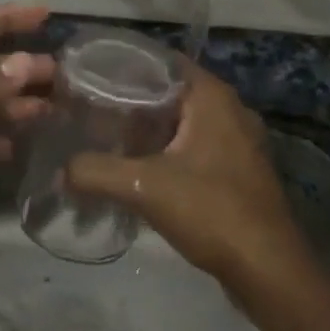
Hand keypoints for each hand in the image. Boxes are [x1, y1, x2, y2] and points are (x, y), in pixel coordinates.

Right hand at [66, 61, 318, 311]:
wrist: (268, 268)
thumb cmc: (211, 211)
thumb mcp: (144, 188)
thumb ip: (95, 172)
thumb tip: (61, 171)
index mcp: (212, 98)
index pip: (161, 62)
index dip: (123, 66)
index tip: (87, 78)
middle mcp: (229, 111)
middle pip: (169, 92)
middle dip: (130, 101)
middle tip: (89, 111)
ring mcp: (237, 142)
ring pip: (181, 123)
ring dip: (147, 130)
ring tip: (105, 138)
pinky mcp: (237, 171)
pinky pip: (193, 148)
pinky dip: (165, 152)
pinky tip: (138, 170)